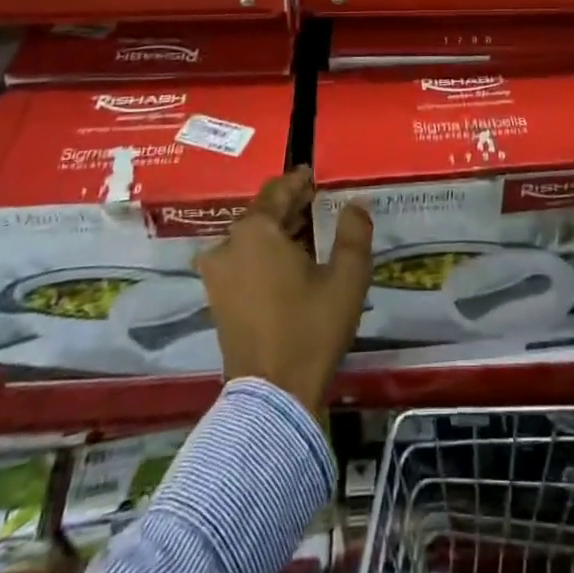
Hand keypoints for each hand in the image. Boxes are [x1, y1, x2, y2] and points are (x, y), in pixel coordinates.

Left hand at [194, 166, 371, 415]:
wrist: (272, 396)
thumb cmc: (310, 328)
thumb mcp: (347, 276)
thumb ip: (354, 232)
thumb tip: (356, 203)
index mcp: (255, 231)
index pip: (277, 191)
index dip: (298, 181)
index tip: (314, 176)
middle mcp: (228, 246)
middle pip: (262, 214)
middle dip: (290, 208)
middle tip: (318, 204)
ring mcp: (217, 276)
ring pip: (251, 239)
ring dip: (277, 232)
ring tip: (308, 234)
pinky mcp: (217, 301)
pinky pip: (242, 261)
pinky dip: (264, 255)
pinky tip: (290, 264)